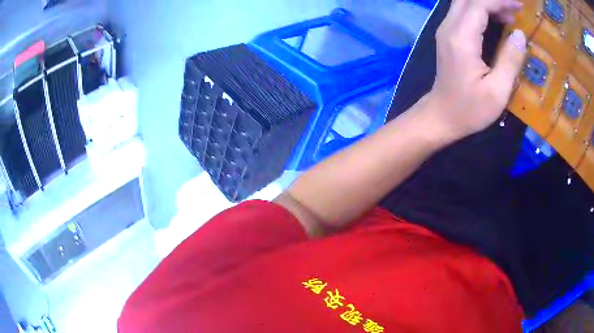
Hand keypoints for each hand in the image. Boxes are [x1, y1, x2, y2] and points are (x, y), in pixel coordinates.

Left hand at [427, 0, 527, 139]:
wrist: (442, 116)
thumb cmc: (470, 109)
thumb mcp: (497, 91)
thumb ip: (510, 60)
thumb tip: (519, 34)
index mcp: (461, 38)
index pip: (479, 4)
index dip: (500, 2)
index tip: (519, 6)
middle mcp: (449, 27)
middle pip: (469, 0)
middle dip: (493, 1)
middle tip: (515, 9)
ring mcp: (446, 30)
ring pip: (465, 4)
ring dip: (487, 4)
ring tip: (510, 16)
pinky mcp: (448, 36)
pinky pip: (464, 13)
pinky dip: (481, 11)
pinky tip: (497, 21)